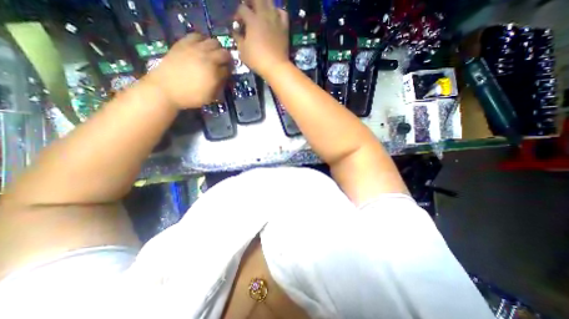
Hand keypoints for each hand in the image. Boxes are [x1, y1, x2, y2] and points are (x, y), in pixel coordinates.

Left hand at [145, 32, 231, 107]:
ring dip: (217, 49)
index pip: (228, 69)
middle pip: (224, 53)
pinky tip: (201, 47)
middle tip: (223, 64)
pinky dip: (202, 40)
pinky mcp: (184, 43)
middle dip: (227, 59)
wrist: (165, 89)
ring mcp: (195, 49)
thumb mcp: (210, 97)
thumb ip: (219, 87)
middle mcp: (208, 59)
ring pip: (213, 42)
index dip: (229, 72)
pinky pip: (197, 36)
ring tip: (213, 55)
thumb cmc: (190, 96)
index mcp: (215, 74)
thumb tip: (224, 79)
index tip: (227, 74)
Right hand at [234, 0, 288, 78]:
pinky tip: (274, 16)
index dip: (237, 15)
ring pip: (270, 2)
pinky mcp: (284, 27)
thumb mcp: (242, 51)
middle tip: (248, 10)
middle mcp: (264, 15)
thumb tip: (235, 32)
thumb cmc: (257, 60)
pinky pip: (282, 13)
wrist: (276, 66)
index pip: (242, 9)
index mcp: (252, 20)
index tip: (237, 24)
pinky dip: (277, 12)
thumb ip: (238, 39)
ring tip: (260, 12)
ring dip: (264, 4)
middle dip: (250, 2)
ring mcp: (276, 20)